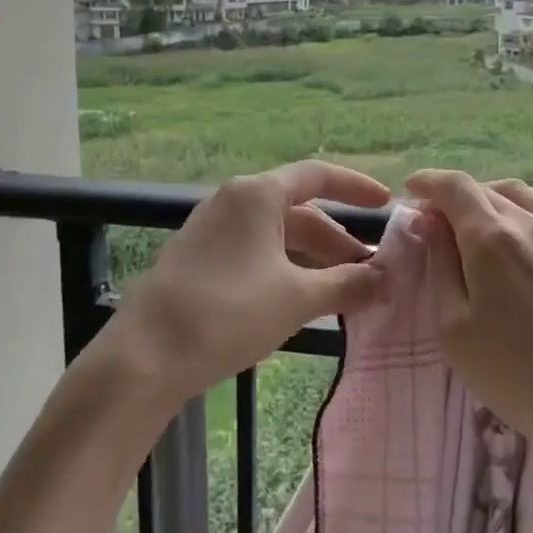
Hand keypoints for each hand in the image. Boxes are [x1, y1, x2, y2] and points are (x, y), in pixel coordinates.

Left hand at [106, 160, 390, 406]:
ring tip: (343, 294)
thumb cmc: (228, 313)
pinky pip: (256, 254)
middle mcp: (234, 202)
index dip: (356, 187)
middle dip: (338, 242)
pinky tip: (301, 301)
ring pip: (277, 237)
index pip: (318, 175)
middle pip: (300, 212)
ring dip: (314, 261)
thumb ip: (347, 284)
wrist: (145, 357)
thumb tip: (387, 279)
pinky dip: (286, 270)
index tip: (386, 203)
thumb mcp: (297, 298)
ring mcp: (213, 230)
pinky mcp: (200, 259)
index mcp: (257, 195)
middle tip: (372, 275)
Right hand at [406, 169, 532, 467]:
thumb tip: (431, 222)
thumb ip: (440, 266)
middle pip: (487, 189)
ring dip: (495, 196)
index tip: (412, 189)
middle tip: (440, 220)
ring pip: (526, 193)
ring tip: (483, 219)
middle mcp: (532, 221)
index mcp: (491, 238)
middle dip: (456, 196)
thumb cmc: (518, 376)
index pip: (455, 187)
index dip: (429, 181)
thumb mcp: (455, 329)